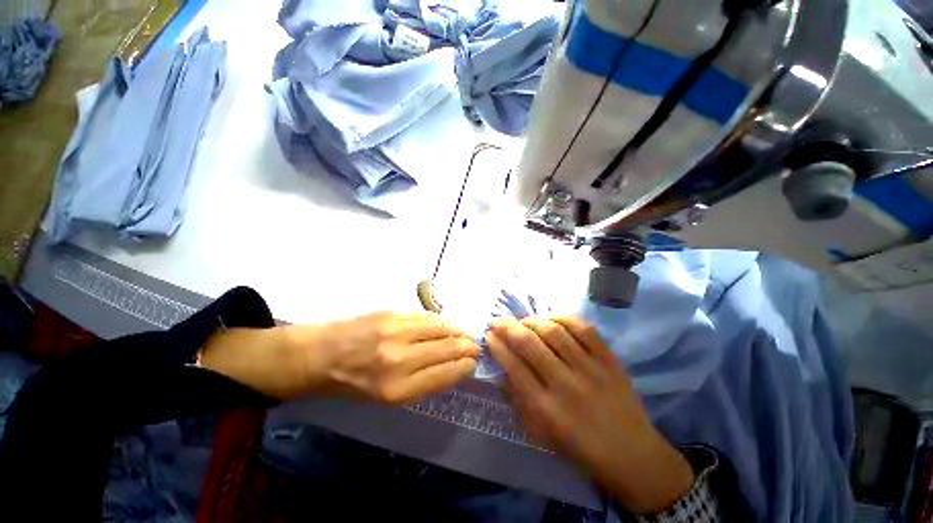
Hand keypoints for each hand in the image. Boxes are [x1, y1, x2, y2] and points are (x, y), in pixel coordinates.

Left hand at [296, 311, 480, 402]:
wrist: (319, 355)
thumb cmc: (352, 383)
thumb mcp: (386, 397)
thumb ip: (422, 382)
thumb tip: (452, 366)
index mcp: (397, 389)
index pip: (446, 373)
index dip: (465, 366)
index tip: (474, 362)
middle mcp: (399, 359)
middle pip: (447, 348)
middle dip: (467, 347)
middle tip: (476, 346)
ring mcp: (395, 332)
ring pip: (440, 327)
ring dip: (458, 330)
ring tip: (466, 333)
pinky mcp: (391, 314)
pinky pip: (426, 316)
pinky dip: (441, 320)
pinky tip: (446, 324)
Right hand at [487, 317, 694, 513]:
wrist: (633, 455)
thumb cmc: (580, 448)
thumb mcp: (541, 433)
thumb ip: (519, 398)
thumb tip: (504, 366)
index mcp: (546, 409)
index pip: (514, 366)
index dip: (498, 346)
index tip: (489, 335)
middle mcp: (566, 385)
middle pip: (530, 344)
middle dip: (508, 327)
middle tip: (498, 321)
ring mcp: (590, 369)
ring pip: (554, 331)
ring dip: (533, 321)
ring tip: (525, 322)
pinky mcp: (610, 360)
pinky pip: (583, 328)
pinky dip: (563, 318)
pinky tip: (552, 319)